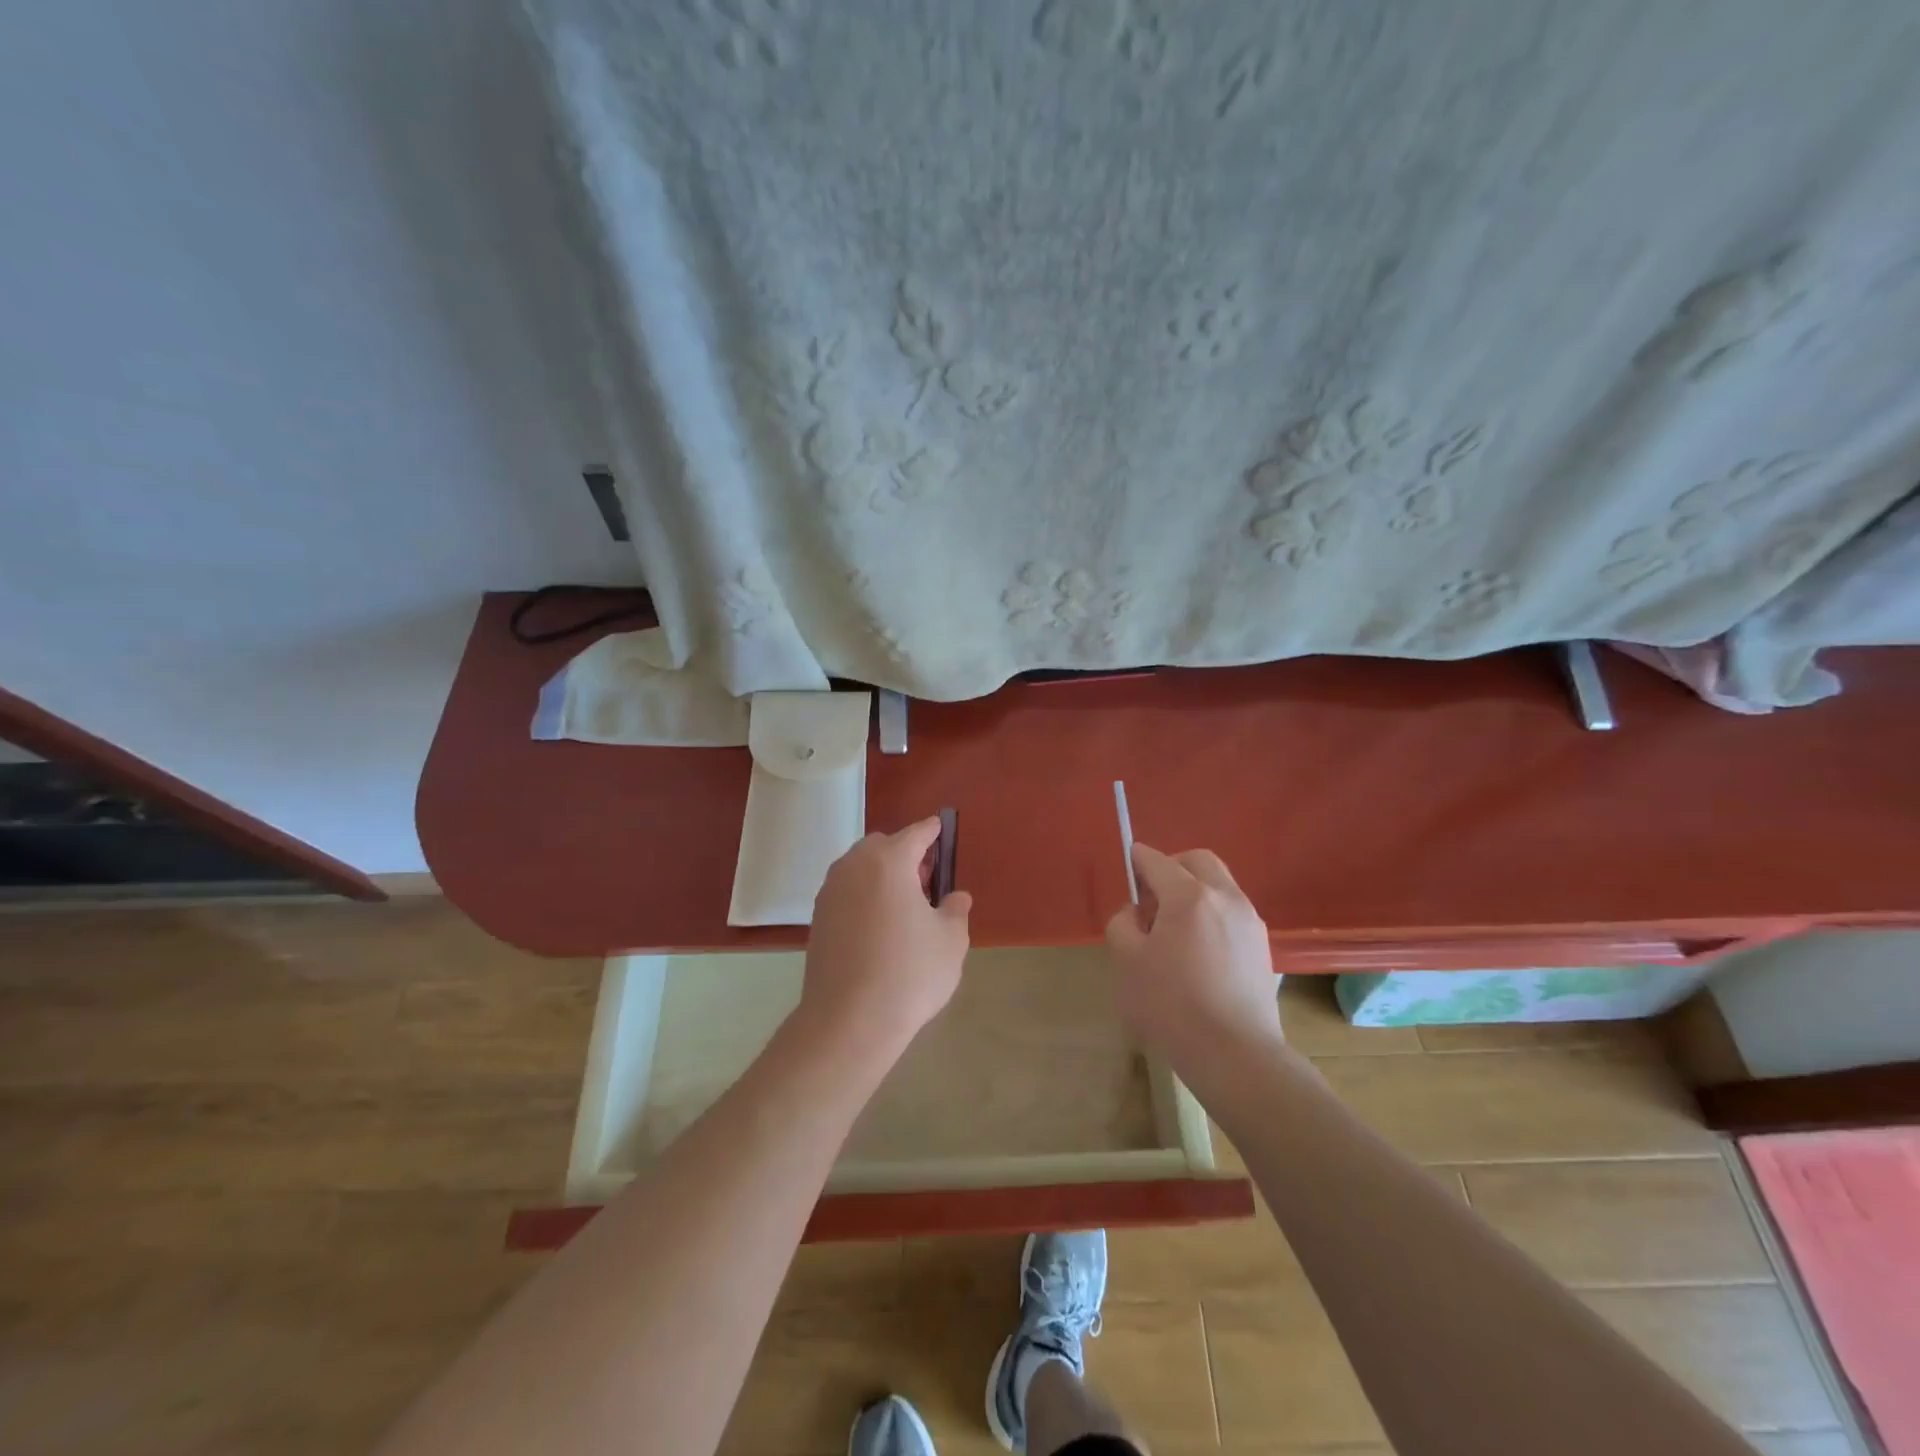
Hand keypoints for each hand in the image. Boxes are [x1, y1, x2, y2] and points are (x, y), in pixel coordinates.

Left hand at [799, 817, 972, 1059]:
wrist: (849, 1020)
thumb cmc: (909, 972)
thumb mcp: (950, 941)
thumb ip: (955, 911)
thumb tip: (955, 898)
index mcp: (889, 861)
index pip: (915, 834)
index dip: (931, 832)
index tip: (940, 830)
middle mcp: (854, 867)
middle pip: (882, 846)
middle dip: (903, 854)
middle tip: (925, 882)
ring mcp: (830, 892)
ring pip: (859, 868)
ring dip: (881, 875)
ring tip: (903, 908)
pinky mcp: (817, 919)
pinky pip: (846, 892)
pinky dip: (863, 896)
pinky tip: (879, 928)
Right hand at [1105, 843, 1282, 1073]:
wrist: (1235, 1055)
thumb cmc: (1172, 1006)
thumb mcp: (1127, 962)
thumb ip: (1123, 924)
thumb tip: (1137, 913)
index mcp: (1189, 896)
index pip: (1157, 860)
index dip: (1137, 861)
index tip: (1127, 872)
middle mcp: (1225, 897)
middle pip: (1197, 861)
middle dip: (1171, 868)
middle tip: (1152, 900)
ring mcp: (1250, 921)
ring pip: (1219, 885)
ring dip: (1194, 892)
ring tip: (1175, 931)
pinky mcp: (1262, 947)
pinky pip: (1231, 913)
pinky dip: (1212, 915)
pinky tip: (1199, 952)